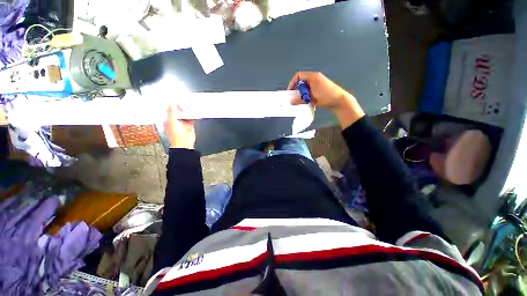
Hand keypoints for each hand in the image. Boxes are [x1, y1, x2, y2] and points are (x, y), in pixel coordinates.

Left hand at [164, 104, 195, 148]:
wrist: (184, 144)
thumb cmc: (175, 135)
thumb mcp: (171, 120)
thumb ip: (172, 110)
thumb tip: (171, 100)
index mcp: (168, 119)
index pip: (170, 109)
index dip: (173, 103)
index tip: (177, 98)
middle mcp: (175, 120)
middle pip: (179, 110)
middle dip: (183, 106)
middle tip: (186, 102)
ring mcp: (183, 123)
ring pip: (186, 114)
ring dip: (189, 111)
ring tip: (192, 107)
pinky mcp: (190, 125)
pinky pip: (192, 118)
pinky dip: (195, 115)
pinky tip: (196, 113)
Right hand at [287, 72, 364, 127]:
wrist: (340, 101)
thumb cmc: (327, 96)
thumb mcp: (312, 98)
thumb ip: (300, 99)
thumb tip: (291, 101)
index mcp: (313, 77)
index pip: (298, 76)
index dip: (292, 83)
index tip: (289, 91)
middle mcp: (315, 79)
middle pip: (301, 83)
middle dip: (297, 91)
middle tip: (295, 99)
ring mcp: (317, 84)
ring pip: (305, 89)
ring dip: (302, 95)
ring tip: (302, 102)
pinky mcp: (319, 90)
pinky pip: (309, 92)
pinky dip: (307, 97)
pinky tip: (308, 102)